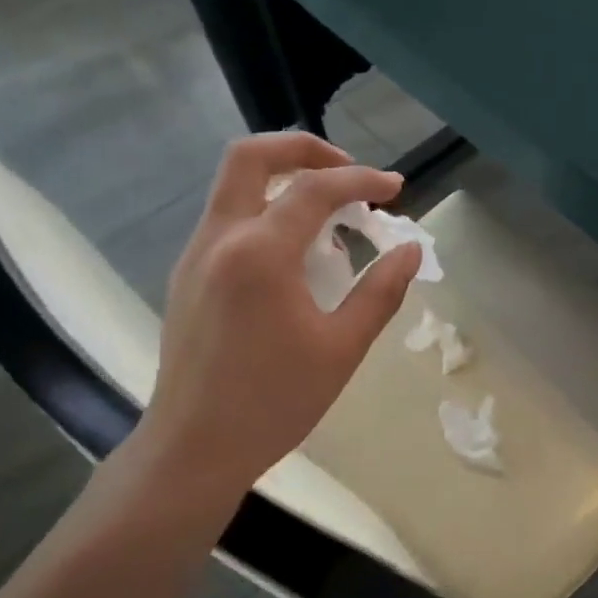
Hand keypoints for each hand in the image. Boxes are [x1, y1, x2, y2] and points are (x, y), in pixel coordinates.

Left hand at [117, 132, 420, 518]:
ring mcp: (195, 255)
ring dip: (284, 183)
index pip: (315, 189)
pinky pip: (227, 220)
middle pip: (252, 156)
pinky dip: (265, 213)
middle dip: (305, 150)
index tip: (396, 191)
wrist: (194, 447)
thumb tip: (410, 250)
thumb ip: (381, 291)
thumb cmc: (275, 402)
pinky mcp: (187, 276)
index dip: (362, 181)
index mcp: (259, 253)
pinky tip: (296, 258)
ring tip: (331, 221)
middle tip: (348, 173)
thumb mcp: (342, 348)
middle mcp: (219, 238)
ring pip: (235, 186)